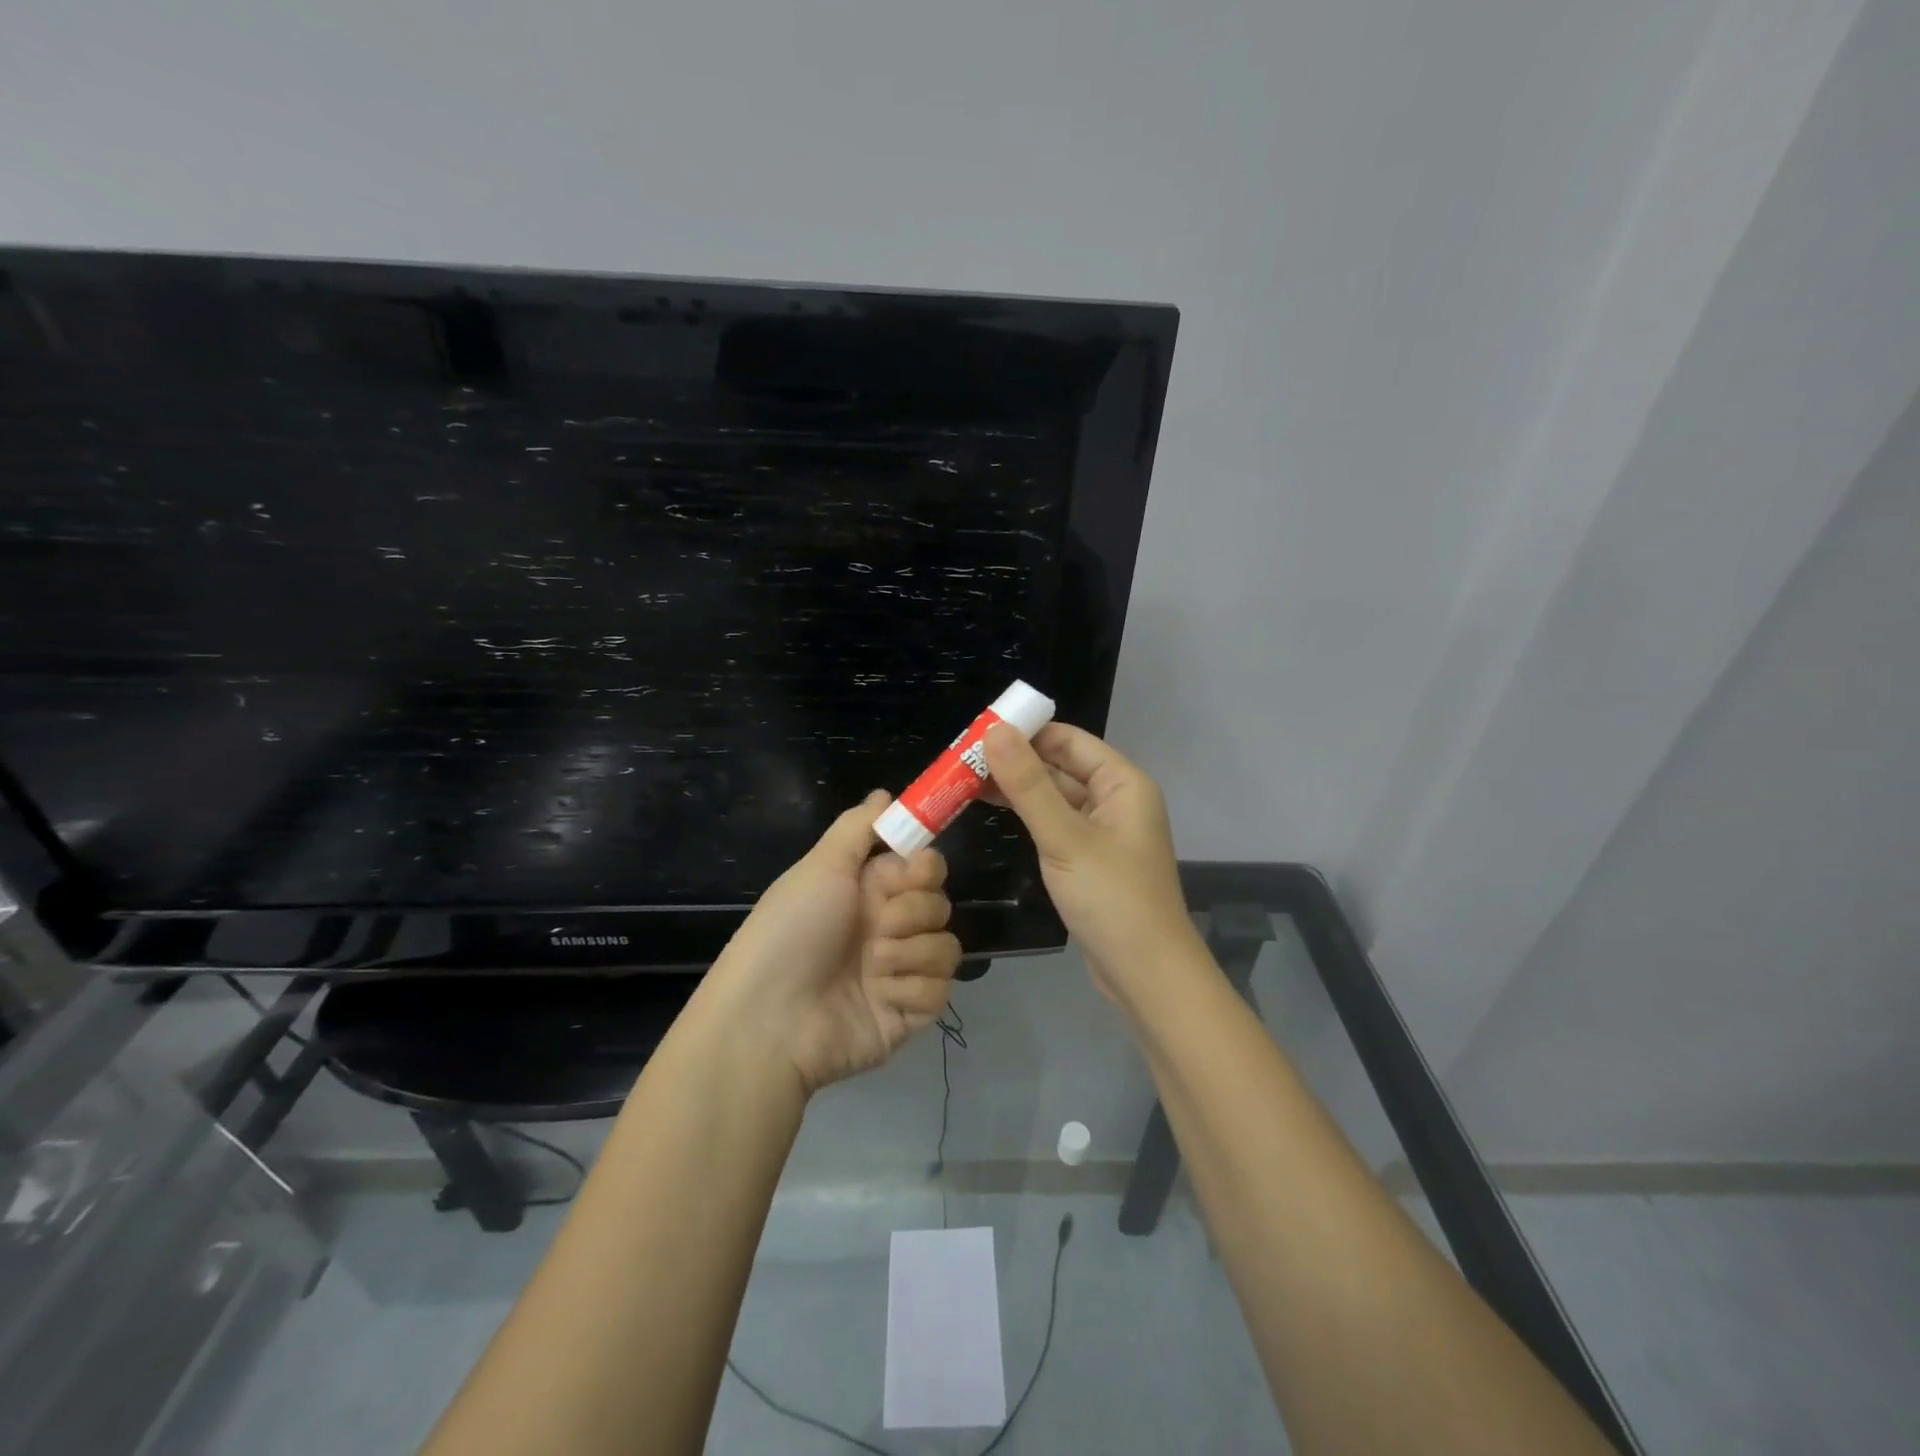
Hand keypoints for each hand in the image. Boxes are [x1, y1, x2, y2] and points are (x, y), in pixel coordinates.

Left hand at [706, 790, 962, 1095]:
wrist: (771, 1020)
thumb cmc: (791, 932)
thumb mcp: (820, 867)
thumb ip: (858, 828)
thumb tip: (885, 794)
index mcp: (869, 892)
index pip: (925, 867)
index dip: (924, 868)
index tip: (910, 872)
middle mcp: (888, 928)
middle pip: (940, 903)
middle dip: (913, 912)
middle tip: (880, 926)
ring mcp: (901, 972)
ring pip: (947, 946)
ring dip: (910, 953)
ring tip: (873, 968)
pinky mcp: (910, 1012)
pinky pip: (940, 989)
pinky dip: (910, 989)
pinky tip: (879, 996)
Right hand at [983, 722, 1201, 1006]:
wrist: (1146, 974)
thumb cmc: (1112, 898)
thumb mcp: (1066, 838)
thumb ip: (1029, 785)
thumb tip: (995, 730)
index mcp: (1122, 783)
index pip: (1069, 739)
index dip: (1026, 731)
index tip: (977, 732)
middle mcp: (1116, 800)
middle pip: (1060, 766)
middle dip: (1015, 760)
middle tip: (961, 760)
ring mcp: (1104, 831)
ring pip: (1055, 796)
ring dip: (1017, 788)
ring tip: (965, 782)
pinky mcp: (1091, 859)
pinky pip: (1056, 824)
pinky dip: (1027, 816)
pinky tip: (994, 813)